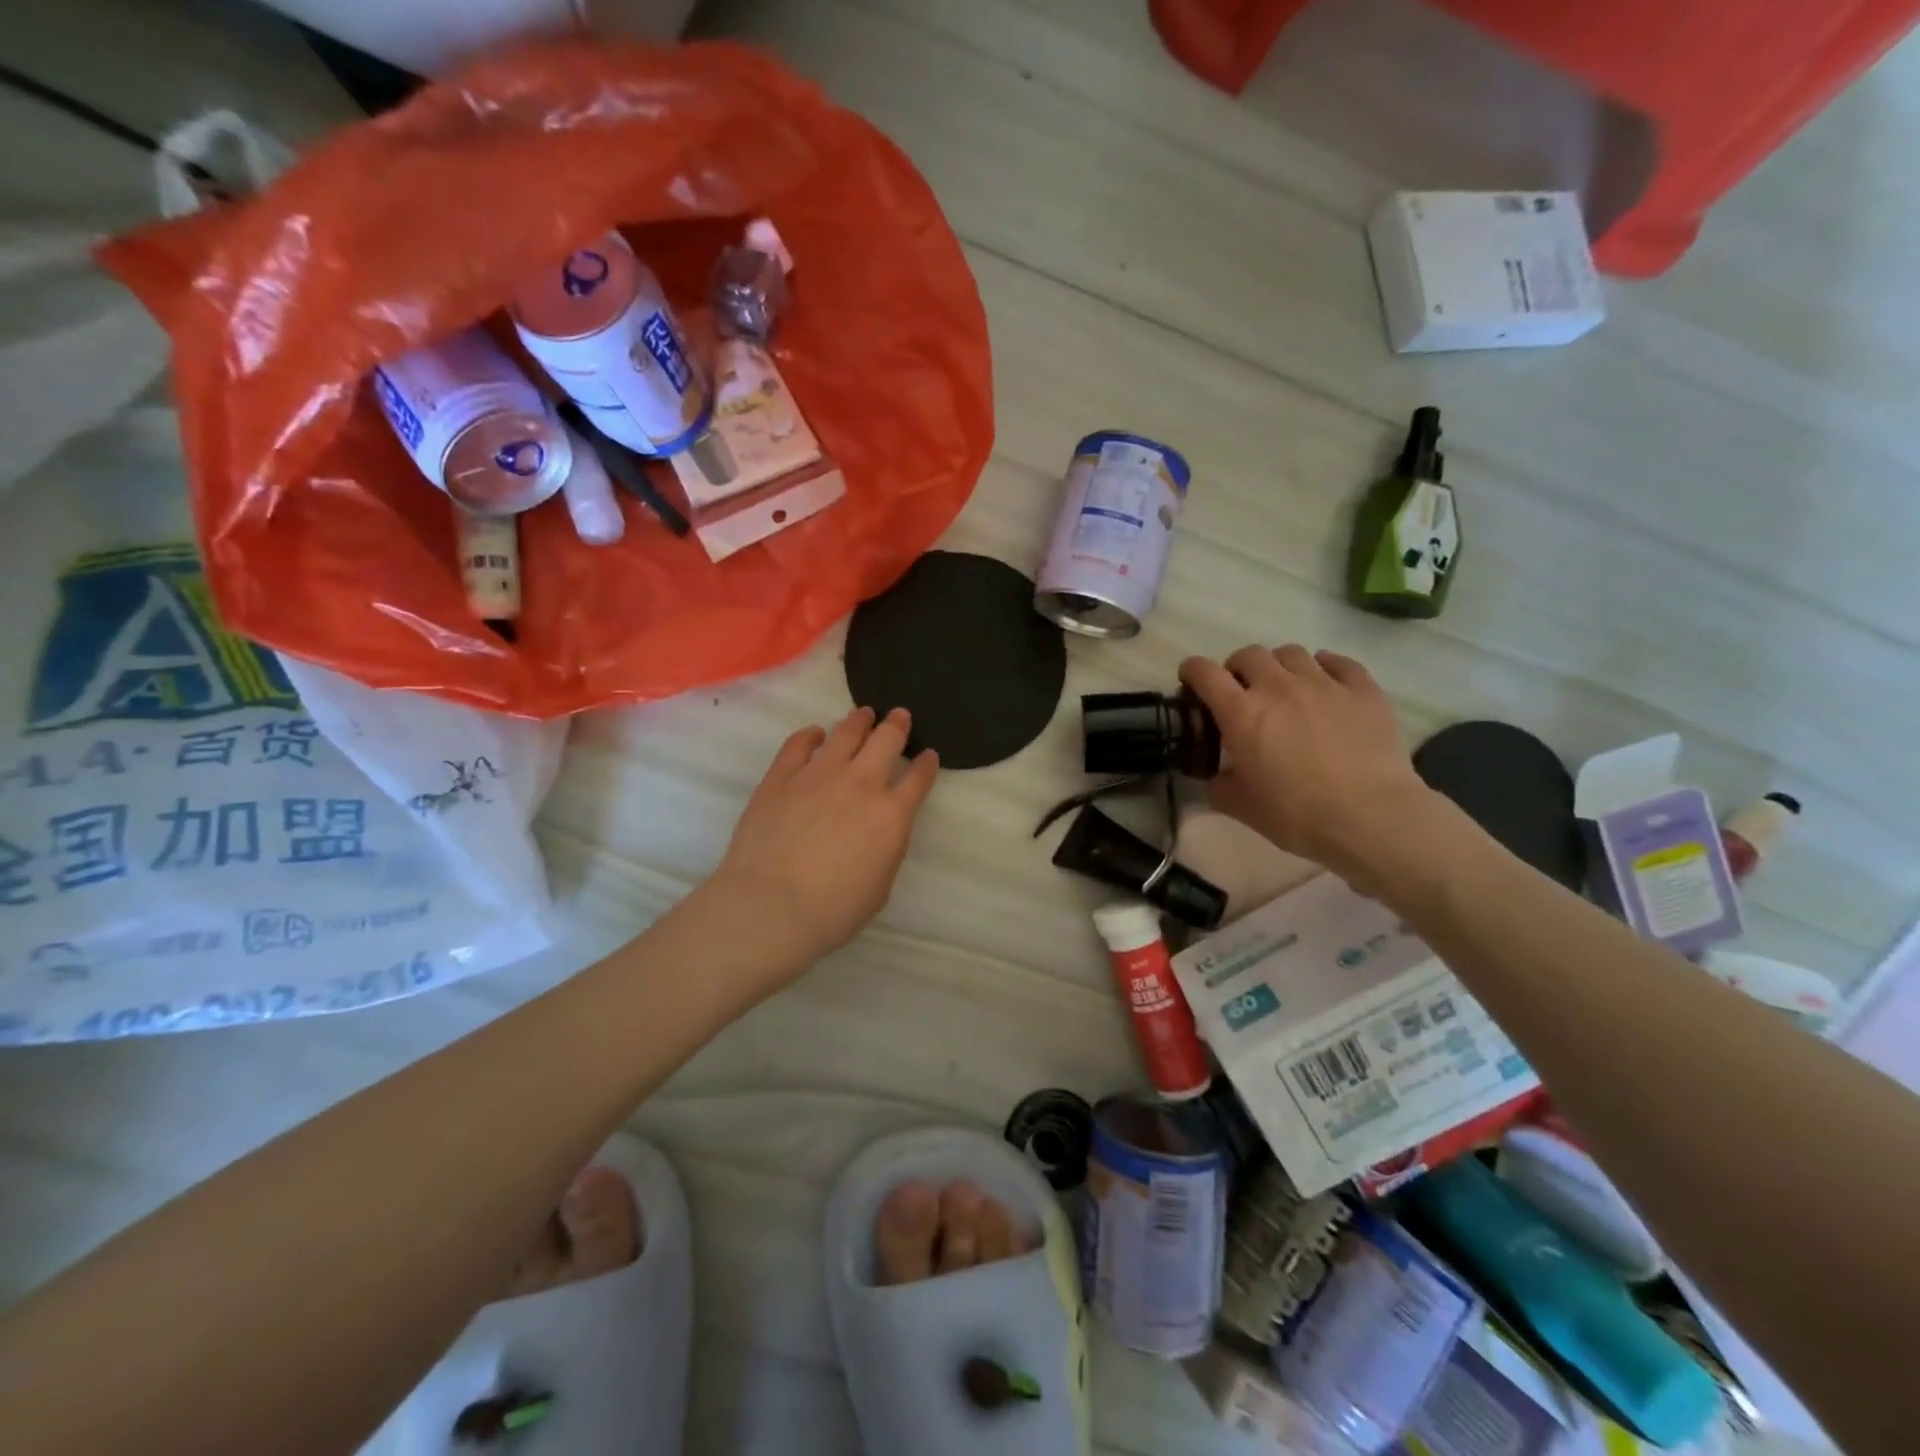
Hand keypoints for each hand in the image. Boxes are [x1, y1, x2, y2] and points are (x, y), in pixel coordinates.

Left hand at [708, 706, 939, 970]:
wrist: (770, 907)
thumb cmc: (832, 911)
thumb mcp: (879, 887)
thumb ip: (886, 850)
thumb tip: (880, 831)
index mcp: (892, 815)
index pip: (918, 779)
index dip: (927, 764)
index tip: (928, 754)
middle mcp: (860, 784)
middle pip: (886, 741)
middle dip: (897, 725)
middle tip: (899, 716)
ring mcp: (818, 775)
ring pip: (846, 733)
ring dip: (859, 721)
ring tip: (864, 714)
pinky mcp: (781, 777)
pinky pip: (798, 744)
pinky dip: (810, 735)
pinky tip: (814, 734)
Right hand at [1179, 646, 1433, 886]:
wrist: (1370, 817)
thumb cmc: (1297, 814)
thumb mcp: (1242, 807)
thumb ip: (1219, 786)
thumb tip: (1216, 777)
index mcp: (1241, 713)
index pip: (1204, 673)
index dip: (1192, 671)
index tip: (1191, 681)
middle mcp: (1278, 687)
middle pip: (1249, 654)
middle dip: (1237, 668)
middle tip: (1241, 691)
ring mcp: (1323, 684)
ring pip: (1292, 653)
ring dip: (1279, 666)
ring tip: (1284, 687)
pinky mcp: (1363, 690)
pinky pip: (1339, 662)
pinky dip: (1325, 667)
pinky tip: (1326, 682)